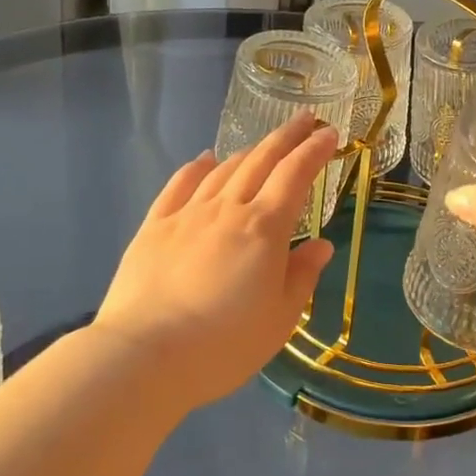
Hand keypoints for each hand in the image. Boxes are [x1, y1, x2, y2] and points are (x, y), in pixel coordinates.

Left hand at [96, 112, 339, 409]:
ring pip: (224, 169)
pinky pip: (179, 185)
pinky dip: (197, 167)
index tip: (330, 133)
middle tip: (305, 119)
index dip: (315, 150)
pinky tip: (205, 159)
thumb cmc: (224, 344)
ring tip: (264, 145)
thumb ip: (302, 275)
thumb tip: (320, 244)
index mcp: (264, 228)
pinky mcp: (154, 226)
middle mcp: (228, 208)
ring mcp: (187, 214)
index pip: (295, 175)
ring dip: (249, 151)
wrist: (145, 356)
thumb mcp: (280, 318)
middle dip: (287, 136)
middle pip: (261, 160)